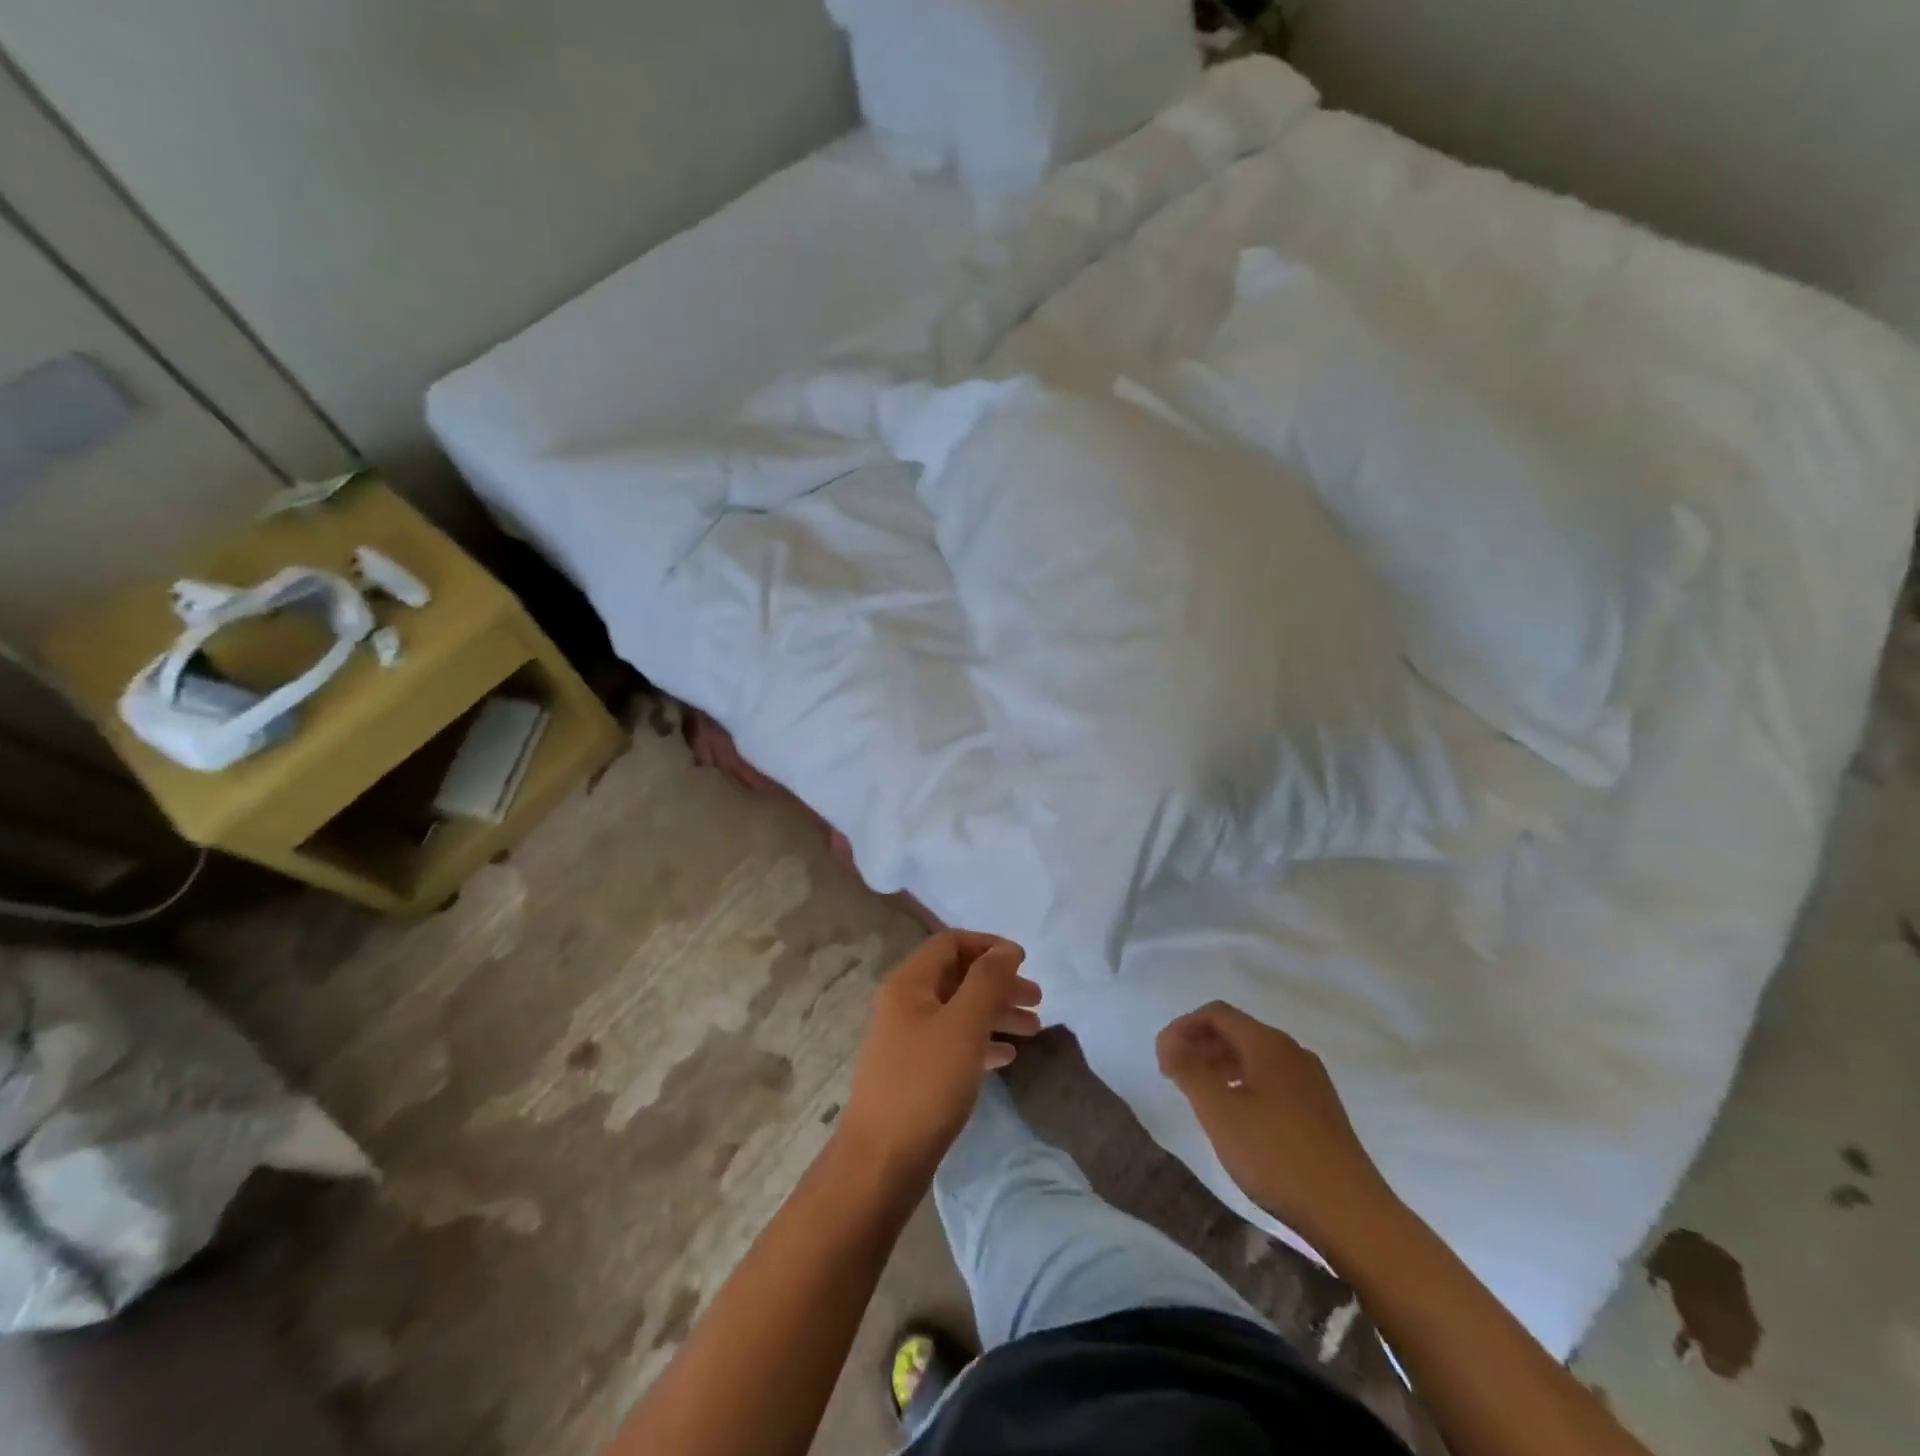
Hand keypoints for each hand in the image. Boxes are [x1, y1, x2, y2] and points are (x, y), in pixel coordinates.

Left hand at [840, 931, 1041, 1181]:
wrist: (881, 1162)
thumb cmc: (925, 1084)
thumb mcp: (963, 1025)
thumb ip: (987, 981)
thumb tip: (1005, 949)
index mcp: (909, 984)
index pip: (950, 943)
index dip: (988, 945)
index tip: (1024, 961)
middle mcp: (905, 1003)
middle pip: (957, 977)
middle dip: (999, 983)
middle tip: (1037, 1000)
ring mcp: (907, 1039)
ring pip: (959, 1011)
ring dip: (996, 1013)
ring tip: (1034, 1030)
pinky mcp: (914, 1071)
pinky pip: (953, 1042)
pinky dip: (981, 1041)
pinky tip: (1007, 1057)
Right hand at [1157, 1001, 1396, 1248]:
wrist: (1352, 1215)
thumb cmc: (1277, 1155)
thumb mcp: (1219, 1111)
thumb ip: (1187, 1069)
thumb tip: (1168, 1041)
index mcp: (1268, 1043)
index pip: (1216, 1013)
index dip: (1182, 1027)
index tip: (1162, 1059)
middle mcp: (1292, 1052)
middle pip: (1236, 1032)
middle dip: (1200, 1046)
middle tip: (1174, 1077)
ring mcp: (1311, 1081)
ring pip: (1255, 1058)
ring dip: (1220, 1067)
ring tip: (1200, 1097)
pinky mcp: (1321, 1110)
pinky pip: (1273, 1080)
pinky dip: (1244, 1085)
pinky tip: (1238, 1119)